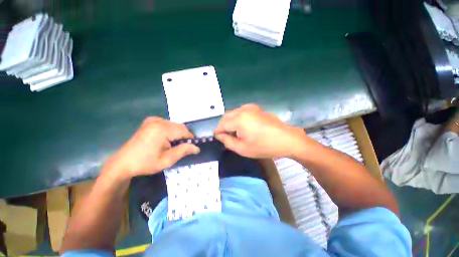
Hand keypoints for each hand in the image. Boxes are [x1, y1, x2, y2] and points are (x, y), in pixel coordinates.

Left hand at [103, 117, 199, 180]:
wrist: (123, 163)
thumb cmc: (145, 163)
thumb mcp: (167, 160)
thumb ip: (183, 151)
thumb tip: (197, 148)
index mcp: (162, 129)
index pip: (184, 131)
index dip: (190, 139)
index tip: (191, 147)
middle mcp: (158, 121)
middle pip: (180, 127)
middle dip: (183, 136)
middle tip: (182, 148)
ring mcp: (153, 120)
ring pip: (174, 125)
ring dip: (177, 134)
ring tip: (173, 145)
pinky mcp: (150, 121)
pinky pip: (167, 124)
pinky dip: (171, 131)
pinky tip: (166, 139)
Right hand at [214, 104, 306, 157]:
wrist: (286, 139)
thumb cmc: (264, 146)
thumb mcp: (242, 148)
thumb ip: (227, 141)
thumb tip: (219, 135)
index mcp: (239, 119)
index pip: (221, 124)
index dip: (218, 131)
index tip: (218, 138)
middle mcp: (243, 110)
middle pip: (226, 116)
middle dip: (223, 126)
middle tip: (227, 136)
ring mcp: (250, 107)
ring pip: (233, 113)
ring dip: (230, 121)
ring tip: (235, 132)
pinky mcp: (256, 108)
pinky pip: (241, 111)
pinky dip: (238, 118)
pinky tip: (244, 126)